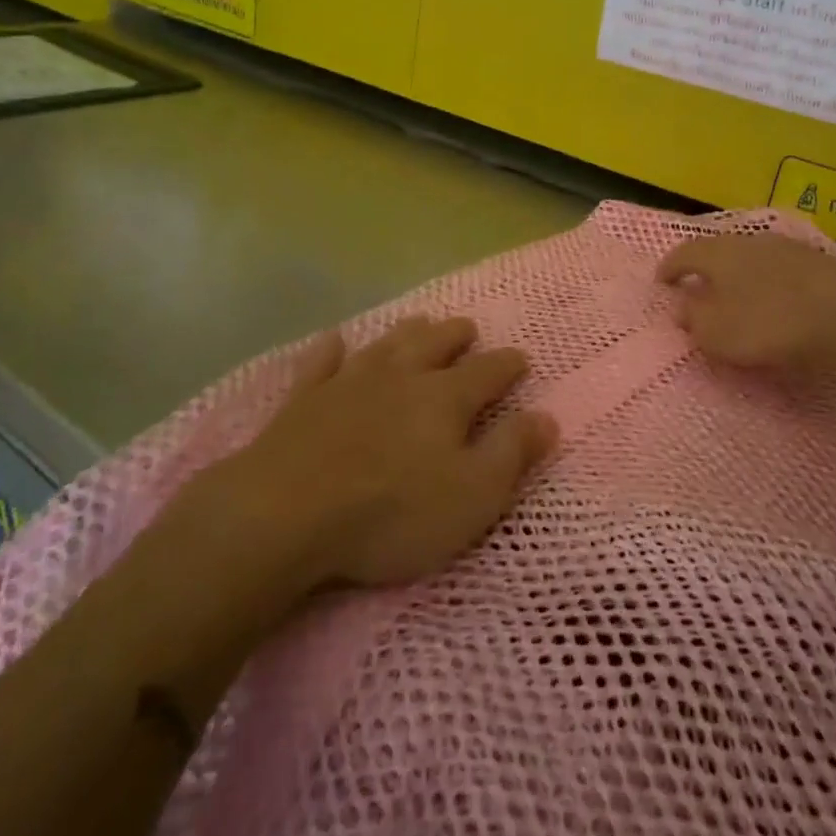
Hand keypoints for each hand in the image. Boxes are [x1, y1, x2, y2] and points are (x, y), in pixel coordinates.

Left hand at [227, 317, 556, 588]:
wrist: (286, 512)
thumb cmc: (392, 511)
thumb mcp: (473, 495)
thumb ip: (512, 453)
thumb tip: (548, 417)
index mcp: (445, 398)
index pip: (488, 371)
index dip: (508, 364)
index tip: (521, 358)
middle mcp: (400, 377)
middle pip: (435, 344)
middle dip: (456, 335)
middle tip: (467, 328)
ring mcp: (348, 383)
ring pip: (385, 344)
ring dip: (406, 332)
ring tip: (419, 322)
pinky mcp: (304, 400)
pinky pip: (321, 363)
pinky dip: (331, 349)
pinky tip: (334, 340)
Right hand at [657, 232, 835, 373]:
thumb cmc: (769, 321)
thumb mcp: (717, 333)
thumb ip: (694, 320)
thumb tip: (684, 308)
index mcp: (716, 254)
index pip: (683, 254)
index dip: (669, 268)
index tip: (661, 282)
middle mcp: (746, 241)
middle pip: (716, 251)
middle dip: (704, 270)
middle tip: (696, 288)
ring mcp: (783, 247)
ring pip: (748, 258)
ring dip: (737, 276)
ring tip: (735, 296)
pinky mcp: (814, 260)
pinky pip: (776, 269)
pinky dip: (765, 283)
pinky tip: (772, 300)